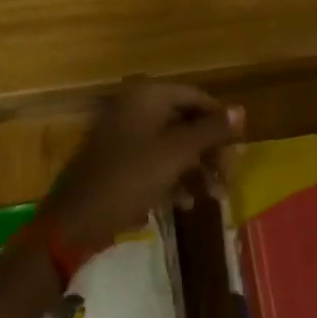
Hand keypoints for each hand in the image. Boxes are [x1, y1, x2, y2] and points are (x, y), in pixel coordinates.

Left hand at [40, 79, 243, 248]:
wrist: (75, 221)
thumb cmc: (130, 178)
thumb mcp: (177, 153)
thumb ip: (211, 130)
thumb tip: (241, 109)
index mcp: (147, 96)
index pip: (196, 97)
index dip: (220, 121)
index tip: (239, 149)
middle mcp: (135, 107)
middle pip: (186, 121)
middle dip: (210, 151)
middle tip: (228, 179)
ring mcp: (124, 134)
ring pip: (172, 145)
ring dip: (196, 169)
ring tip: (213, 197)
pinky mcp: (117, 161)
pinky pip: (154, 161)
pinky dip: (173, 178)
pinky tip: (185, 204)